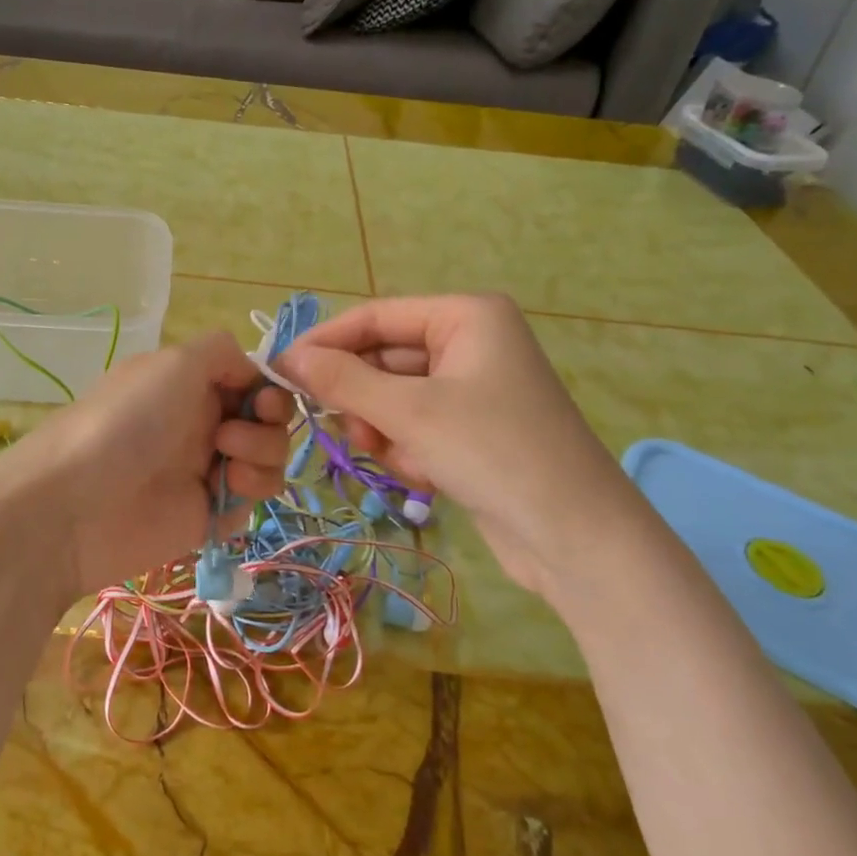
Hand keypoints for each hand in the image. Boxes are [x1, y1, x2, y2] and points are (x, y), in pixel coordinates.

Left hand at [0, 333, 290, 603]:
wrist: (78, 502)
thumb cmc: (128, 421)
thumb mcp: (175, 362)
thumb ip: (223, 352)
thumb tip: (253, 371)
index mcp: (192, 384)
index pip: (251, 381)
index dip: (269, 389)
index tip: (264, 401)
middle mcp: (202, 422)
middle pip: (268, 420)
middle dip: (269, 424)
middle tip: (231, 435)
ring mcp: (207, 469)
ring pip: (268, 458)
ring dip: (263, 455)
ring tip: (227, 465)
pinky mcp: (209, 514)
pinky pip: (252, 499)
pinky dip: (251, 491)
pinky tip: (222, 491)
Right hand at [278, 295, 643, 597]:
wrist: (576, 538)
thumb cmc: (494, 452)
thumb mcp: (410, 412)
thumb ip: (344, 381)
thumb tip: (287, 358)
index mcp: (466, 317)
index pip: (375, 317)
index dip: (326, 342)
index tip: (280, 371)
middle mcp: (470, 343)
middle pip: (384, 360)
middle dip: (363, 400)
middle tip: (338, 428)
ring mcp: (473, 389)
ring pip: (394, 399)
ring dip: (385, 431)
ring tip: (398, 459)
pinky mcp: (472, 431)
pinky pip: (416, 427)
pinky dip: (409, 451)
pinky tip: (427, 477)